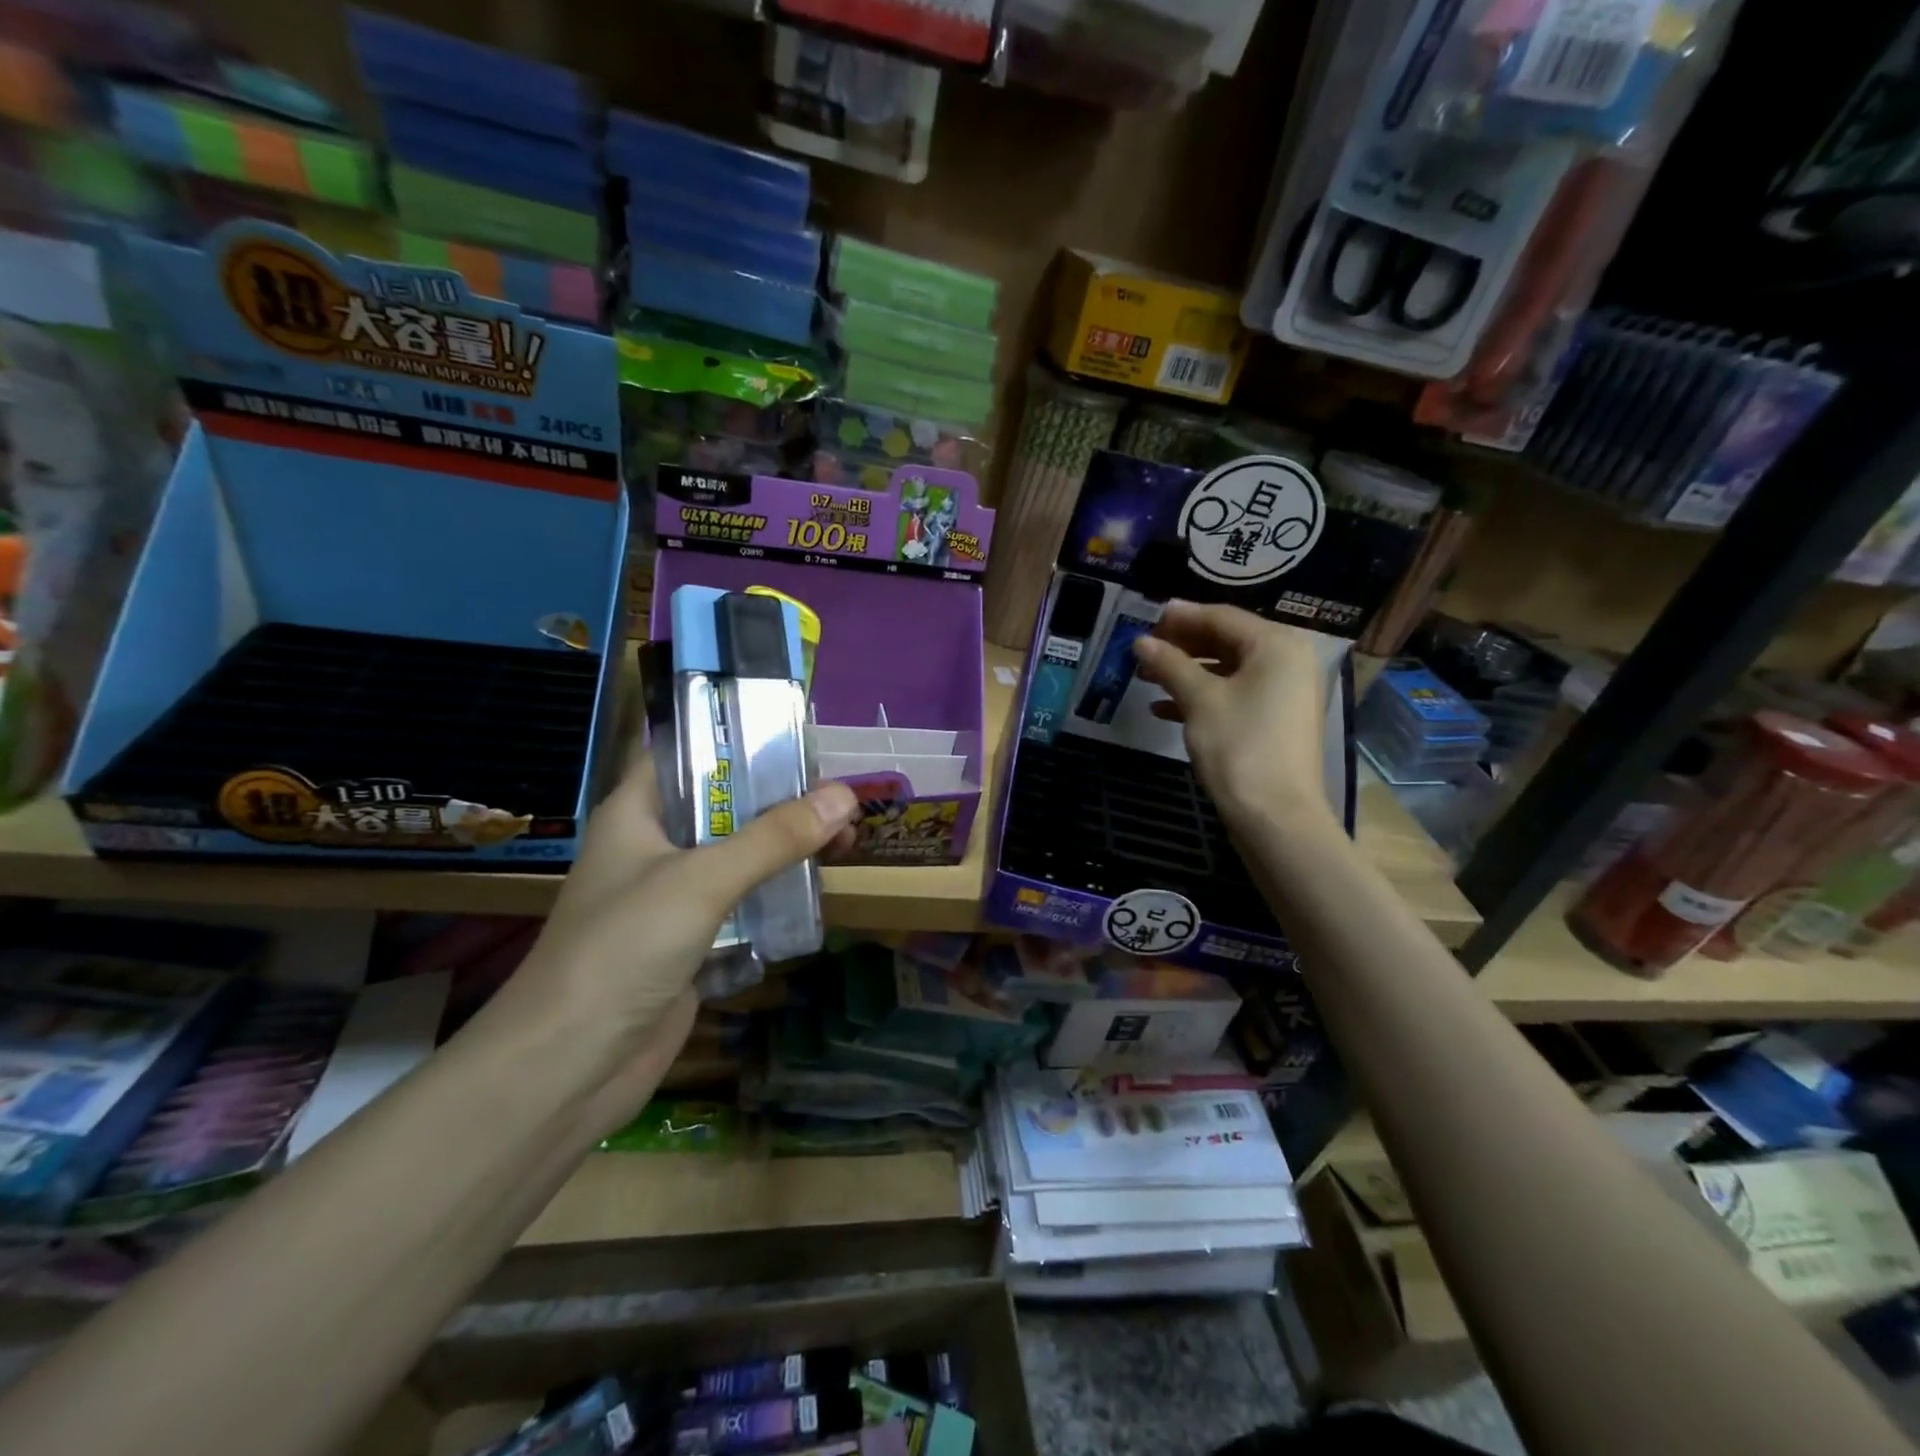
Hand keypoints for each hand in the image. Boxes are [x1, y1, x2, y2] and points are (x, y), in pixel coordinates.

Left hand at [478, 752, 859, 1138]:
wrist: (570, 1067)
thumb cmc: (622, 949)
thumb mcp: (702, 880)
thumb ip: (774, 837)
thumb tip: (845, 796)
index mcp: (637, 812)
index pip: (686, 750)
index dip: (737, 735)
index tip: (798, 733)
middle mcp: (654, 846)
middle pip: (724, 804)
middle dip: (781, 796)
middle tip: (840, 794)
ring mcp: (672, 896)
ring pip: (738, 854)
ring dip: (786, 846)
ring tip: (846, 838)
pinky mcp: (691, 941)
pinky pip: (742, 901)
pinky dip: (777, 891)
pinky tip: (819, 887)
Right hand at [1132, 600, 1337, 833]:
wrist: (1276, 817)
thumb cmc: (1240, 747)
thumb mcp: (1199, 700)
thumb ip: (1170, 664)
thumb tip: (1141, 642)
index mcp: (1277, 645)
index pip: (1222, 617)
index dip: (1181, 616)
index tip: (1145, 618)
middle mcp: (1288, 660)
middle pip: (1227, 640)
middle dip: (1182, 645)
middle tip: (1144, 649)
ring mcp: (1285, 692)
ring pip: (1228, 669)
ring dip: (1187, 672)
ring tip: (1147, 678)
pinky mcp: (1277, 720)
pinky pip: (1236, 694)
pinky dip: (1203, 697)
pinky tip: (1164, 709)